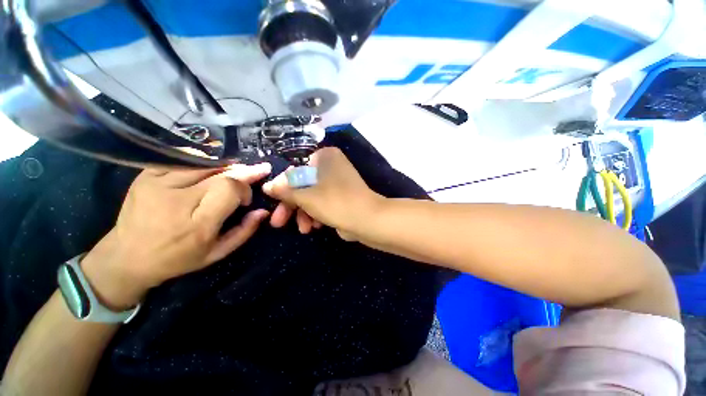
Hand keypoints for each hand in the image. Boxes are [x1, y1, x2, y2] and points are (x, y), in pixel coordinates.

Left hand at [81, 163, 271, 309]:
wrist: (126, 256)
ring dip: (225, 166)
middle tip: (257, 171)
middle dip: (243, 172)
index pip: (230, 188)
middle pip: (221, 173)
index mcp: (197, 225)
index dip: (245, 188)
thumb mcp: (216, 253)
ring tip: (234, 172)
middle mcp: (177, 200)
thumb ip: (244, 231)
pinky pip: (183, 158)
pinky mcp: (146, 176)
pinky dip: (202, 161)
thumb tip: (263, 211)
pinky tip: (209, 169)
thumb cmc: (177, 258)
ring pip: (204, 162)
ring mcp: (157, 184)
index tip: (246, 199)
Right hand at [262, 147, 382, 239]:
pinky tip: (314, 227)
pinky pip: (323, 203)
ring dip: (304, 213)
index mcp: (325, 157)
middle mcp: (332, 166)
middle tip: (278, 222)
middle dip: (291, 205)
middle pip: (303, 184)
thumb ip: (285, 190)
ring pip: (312, 196)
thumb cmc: (335, 202)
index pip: (295, 169)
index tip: (273, 201)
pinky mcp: (342, 197)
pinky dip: (316, 214)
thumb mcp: (306, 196)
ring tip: (303, 229)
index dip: (283, 187)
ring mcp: (338, 183)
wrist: (368, 220)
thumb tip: (267, 186)